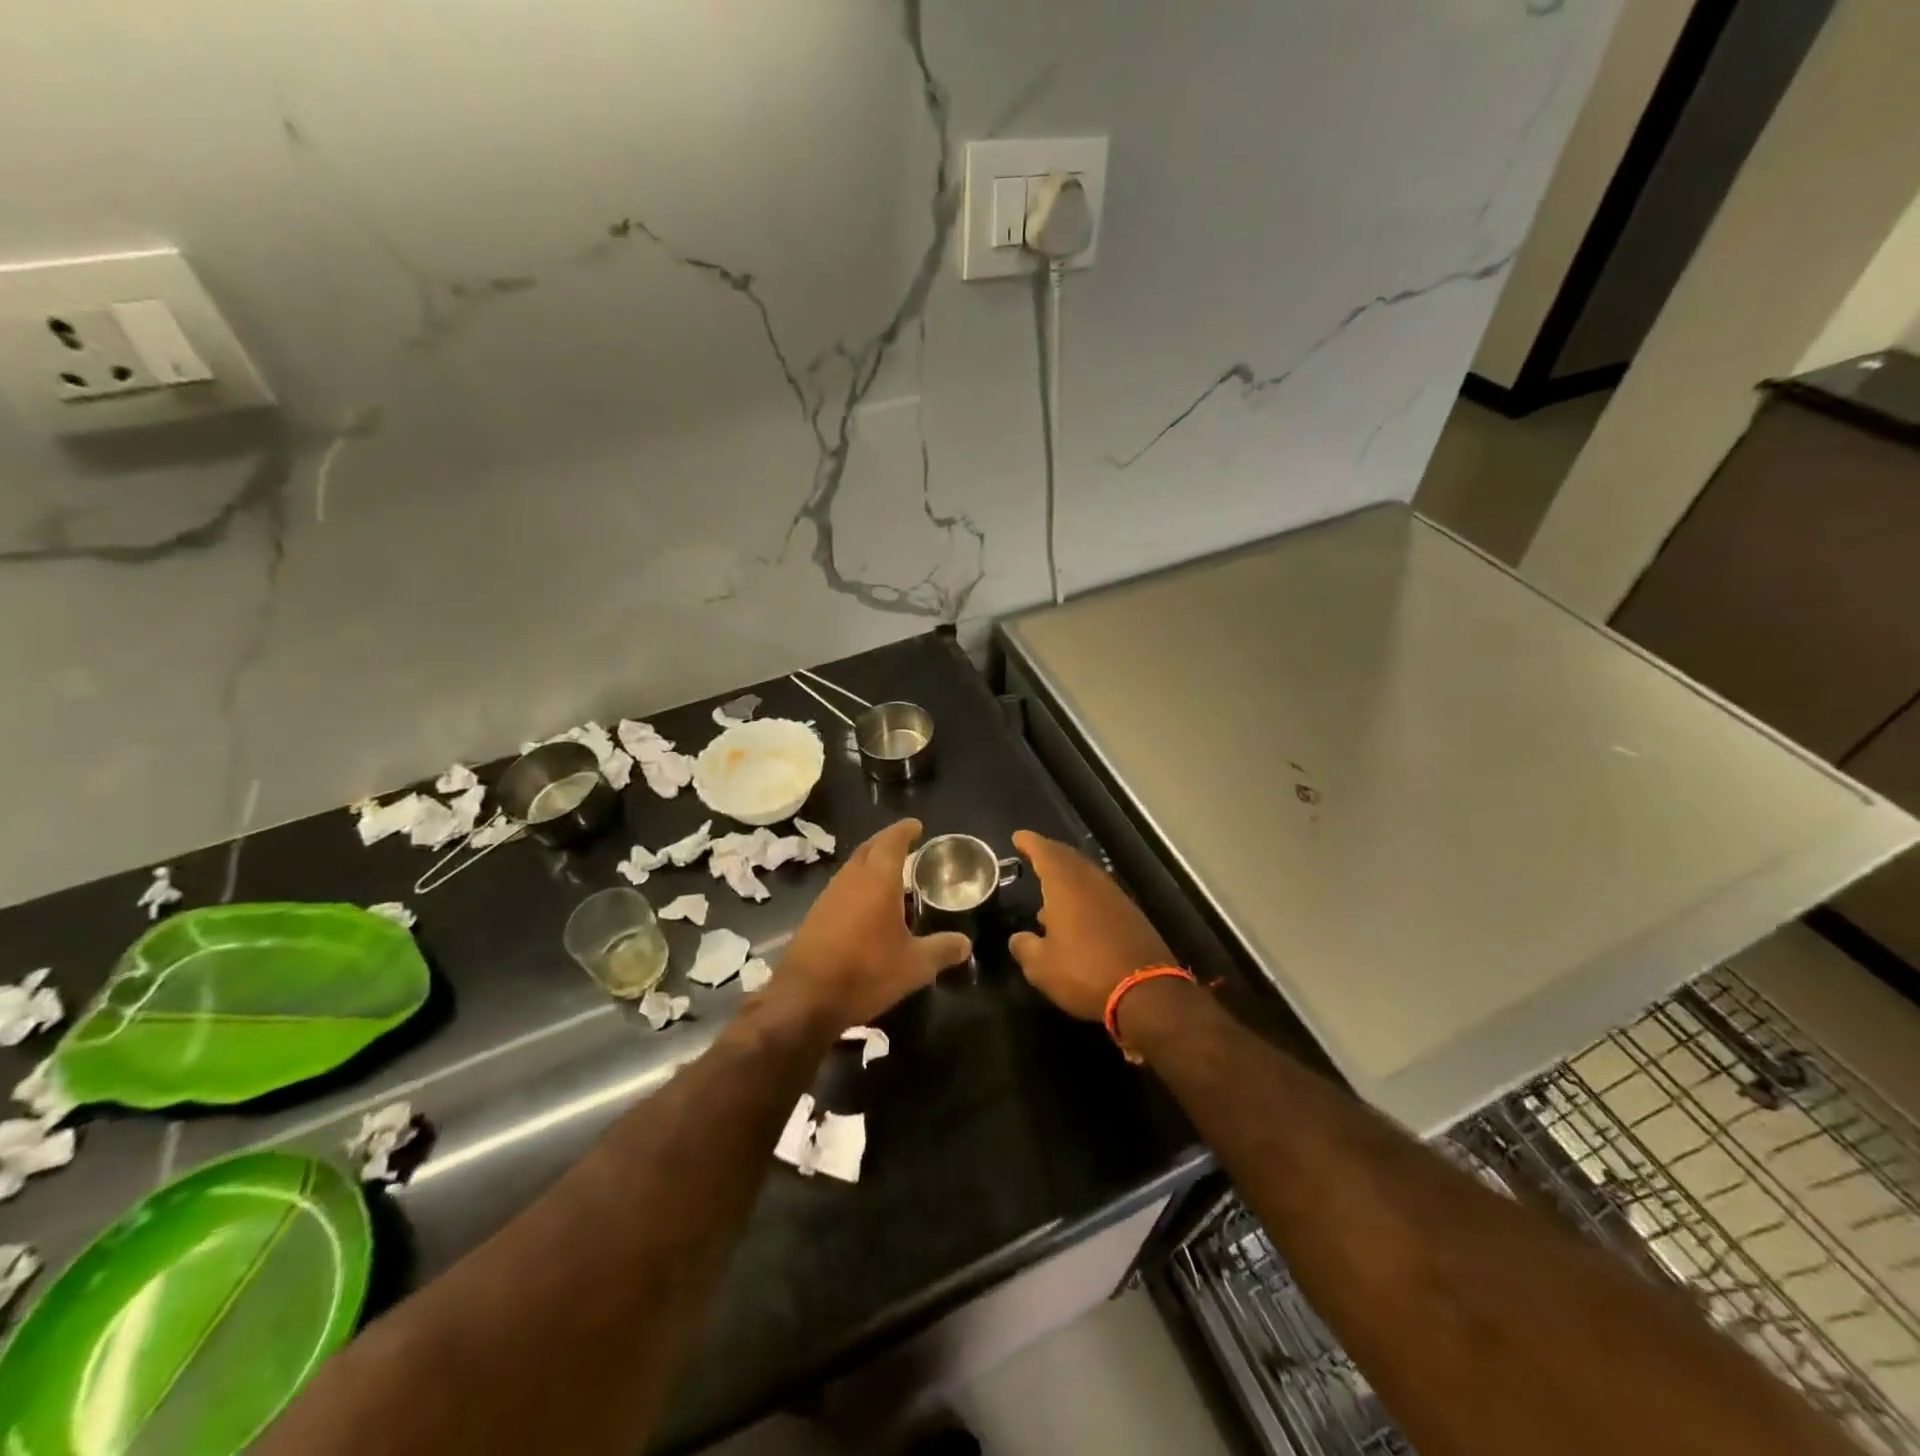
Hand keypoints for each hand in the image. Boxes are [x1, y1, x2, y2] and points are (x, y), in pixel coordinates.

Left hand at [773, 819, 970, 1031]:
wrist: (805, 998)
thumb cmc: (866, 973)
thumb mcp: (914, 966)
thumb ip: (941, 950)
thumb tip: (966, 943)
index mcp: (877, 880)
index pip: (891, 841)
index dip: (904, 830)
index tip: (917, 826)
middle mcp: (851, 879)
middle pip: (869, 848)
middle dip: (887, 841)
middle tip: (906, 843)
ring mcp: (829, 895)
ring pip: (853, 866)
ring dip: (870, 862)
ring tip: (891, 873)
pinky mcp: (815, 914)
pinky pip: (842, 886)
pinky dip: (858, 884)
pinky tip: (867, 904)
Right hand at [1009, 831, 1175, 1021]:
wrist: (1147, 993)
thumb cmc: (1085, 973)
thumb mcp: (1041, 967)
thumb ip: (1024, 947)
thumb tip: (1018, 938)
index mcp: (1066, 886)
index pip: (1045, 853)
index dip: (1030, 843)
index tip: (1018, 837)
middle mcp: (1092, 883)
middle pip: (1069, 858)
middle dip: (1050, 854)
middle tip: (1033, 854)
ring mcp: (1115, 897)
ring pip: (1086, 876)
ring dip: (1067, 876)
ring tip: (1049, 890)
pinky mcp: (1131, 915)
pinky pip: (1100, 894)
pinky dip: (1083, 895)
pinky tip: (1075, 916)